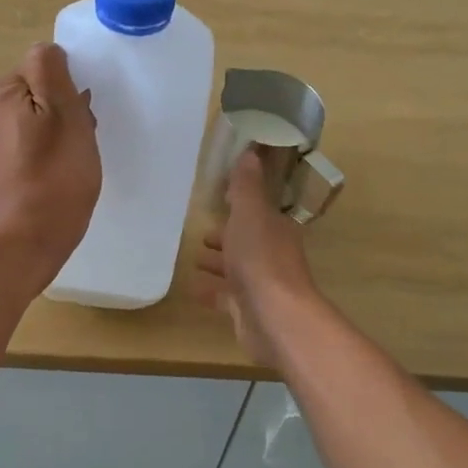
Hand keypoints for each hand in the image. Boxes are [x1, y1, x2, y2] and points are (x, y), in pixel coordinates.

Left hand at [0, 43, 100, 276]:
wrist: (36, 234)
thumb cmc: (57, 170)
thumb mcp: (63, 109)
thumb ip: (51, 70)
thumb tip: (46, 50)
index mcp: (2, 94)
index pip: (42, 68)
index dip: (68, 87)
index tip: (82, 113)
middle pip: (39, 94)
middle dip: (65, 109)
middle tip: (82, 136)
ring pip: (38, 121)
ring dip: (61, 131)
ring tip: (76, 157)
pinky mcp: (3, 170)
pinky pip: (32, 146)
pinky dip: (50, 153)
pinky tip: (63, 172)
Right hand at [196, 149, 319, 367]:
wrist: (273, 316)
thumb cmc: (261, 259)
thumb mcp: (250, 213)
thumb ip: (247, 185)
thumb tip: (251, 150)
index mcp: (275, 230)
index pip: (257, 213)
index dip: (240, 207)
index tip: (221, 201)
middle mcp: (271, 256)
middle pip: (246, 242)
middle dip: (226, 237)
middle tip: (202, 235)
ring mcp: (260, 285)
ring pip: (236, 269)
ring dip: (218, 263)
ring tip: (194, 259)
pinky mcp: (247, 310)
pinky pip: (226, 297)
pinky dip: (211, 291)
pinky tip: (193, 288)